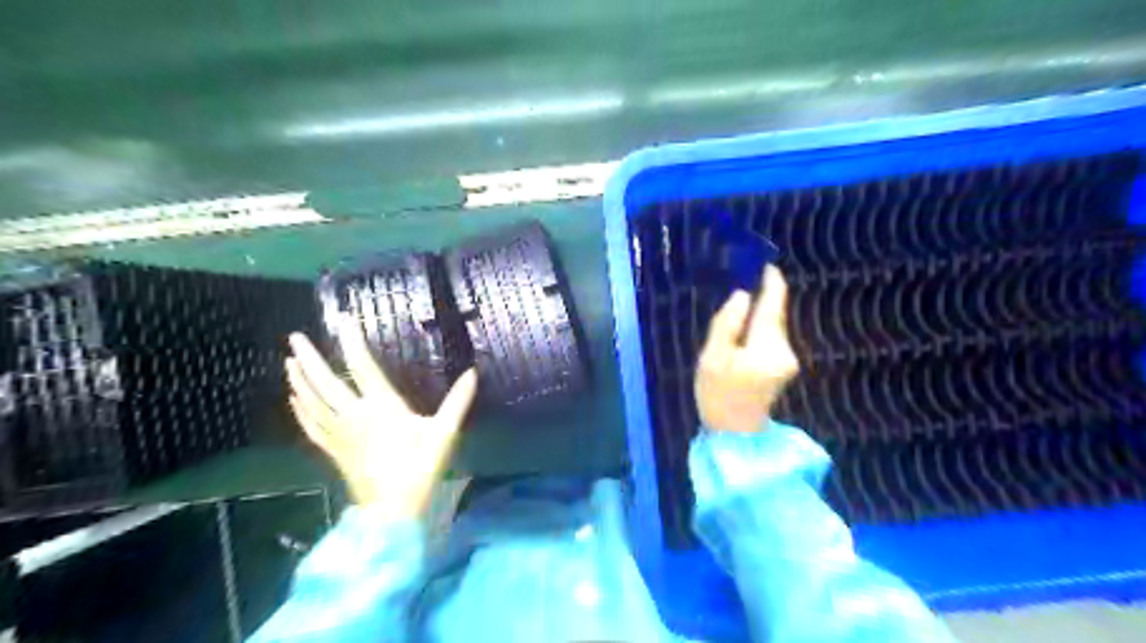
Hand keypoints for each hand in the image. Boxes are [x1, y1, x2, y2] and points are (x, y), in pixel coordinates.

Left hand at [290, 317, 480, 522]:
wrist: (392, 510)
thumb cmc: (420, 468)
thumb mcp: (444, 433)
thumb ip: (457, 402)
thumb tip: (473, 373)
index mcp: (381, 407)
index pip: (362, 368)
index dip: (353, 343)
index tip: (343, 321)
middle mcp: (354, 416)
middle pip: (325, 383)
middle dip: (310, 358)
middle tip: (295, 336)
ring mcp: (340, 434)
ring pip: (312, 402)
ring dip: (299, 380)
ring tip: (288, 361)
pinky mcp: (334, 450)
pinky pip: (311, 425)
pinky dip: (300, 410)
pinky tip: (293, 400)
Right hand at [700, 263, 799, 433]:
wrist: (735, 435)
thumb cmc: (718, 395)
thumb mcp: (713, 356)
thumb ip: (727, 323)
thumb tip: (742, 295)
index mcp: (767, 345)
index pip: (774, 306)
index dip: (772, 283)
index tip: (767, 265)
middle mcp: (785, 349)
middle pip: (774, 316)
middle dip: (760, 300)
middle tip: (739, 287)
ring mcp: (787, 360)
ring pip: (771, 327)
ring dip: (757, 316)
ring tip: (735, 312)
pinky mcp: (783, 367)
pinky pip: (770, 339)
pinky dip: (758, 331)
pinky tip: (742, 334)